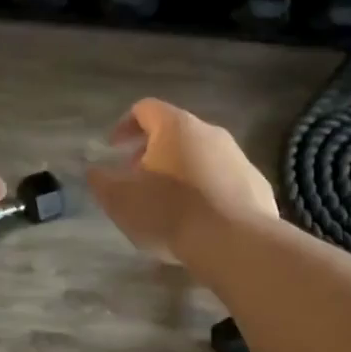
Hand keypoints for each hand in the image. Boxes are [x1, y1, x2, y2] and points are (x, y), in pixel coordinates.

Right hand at [87, 98, 277, 261]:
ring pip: (201, 156)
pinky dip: (206, 191)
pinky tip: (199, 220)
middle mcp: (210, 132)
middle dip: (151, 152)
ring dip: (180, 172)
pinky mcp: (256, 184)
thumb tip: (94, 171)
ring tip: (168, 204)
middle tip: (137, 180)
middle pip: (175, 132)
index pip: (145, 109)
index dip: (124, 126)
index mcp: (175, 127)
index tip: (113, 150)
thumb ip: (102, 182)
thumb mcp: (121, 200)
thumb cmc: (170, 213)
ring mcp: (238, 157)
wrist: (235, 243)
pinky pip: (223, 180)